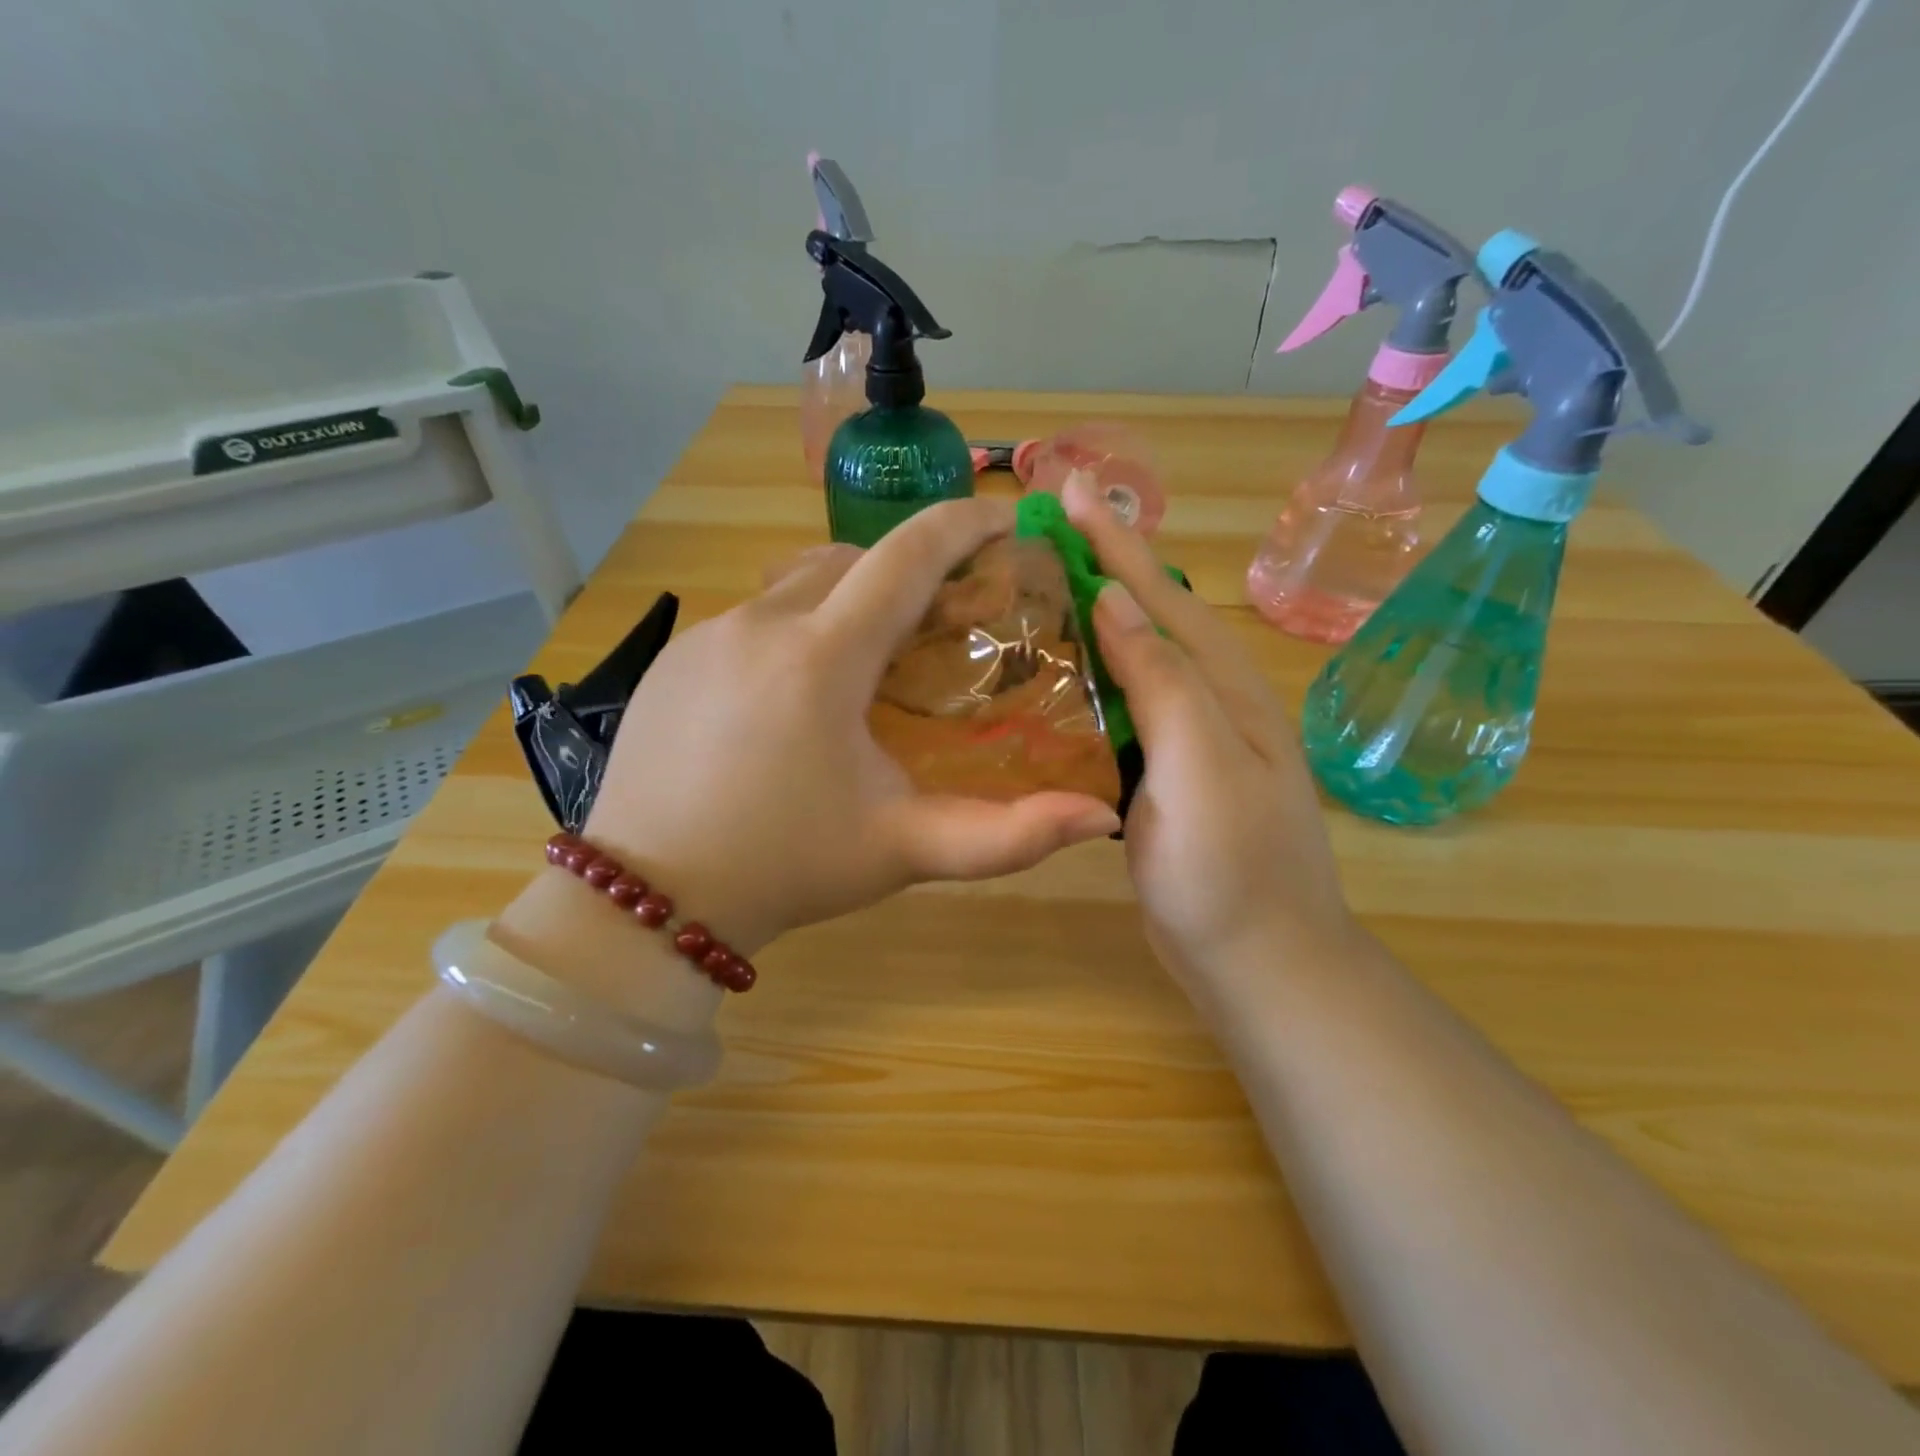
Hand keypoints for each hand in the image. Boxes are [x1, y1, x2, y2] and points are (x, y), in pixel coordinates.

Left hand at [581, 497, 1122, 954]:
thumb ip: (1008, 835)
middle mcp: (760, 623)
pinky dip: (794, 628)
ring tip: (871, 656)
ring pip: (797, 584)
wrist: (652, 898)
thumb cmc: (787, 868)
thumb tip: (1101, 818)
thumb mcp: (904, 849)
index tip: (1005, 521)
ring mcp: (706, 635)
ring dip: (847, 599)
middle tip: (942, 618)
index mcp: (822, 658)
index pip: (907, 556)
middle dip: (908, 572)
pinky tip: (796, 692)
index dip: (964, 525)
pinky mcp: (672, 658)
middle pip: (854, 561)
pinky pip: (751, 617)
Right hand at [1062, 476, 1353, 984]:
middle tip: (1042, 530)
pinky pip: (1122, 712)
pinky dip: (1089, 683)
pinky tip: (1057, 680)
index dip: (1114, 540)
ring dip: (1092, 620)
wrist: (1259, 963)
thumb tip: (1115, 599)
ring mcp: (1187, 742)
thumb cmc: (1230, 870)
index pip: (1161, 595)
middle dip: (1102, 566)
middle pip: (1149, 618)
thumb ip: (1163, 680)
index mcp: (1223, 688)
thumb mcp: (1200, 767)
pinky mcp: (1163, 777)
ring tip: (1040, 590)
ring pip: (1133, 663)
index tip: (1068, 487)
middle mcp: (1208, 702)